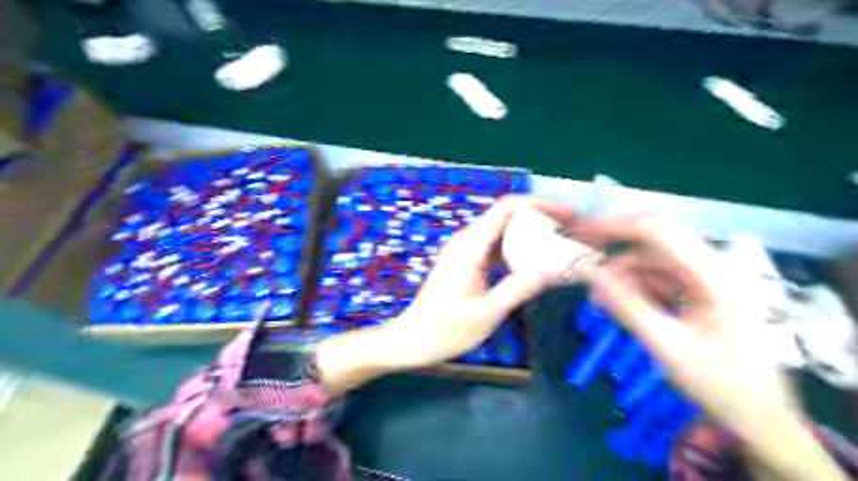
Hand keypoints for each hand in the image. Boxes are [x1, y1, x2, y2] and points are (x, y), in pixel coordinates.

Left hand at [316, 196, 574, 394]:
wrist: (413, 339)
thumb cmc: (445, 331)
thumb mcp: (486, 314)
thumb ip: (516, 289)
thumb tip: (550, 268)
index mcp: (469, 248)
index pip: (505, 209)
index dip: (538, 204)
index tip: (567, 214)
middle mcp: (466, 242)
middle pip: (506, 215)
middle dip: (539, 217)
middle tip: (570, 231)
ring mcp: (465, 251)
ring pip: (502, 230)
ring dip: (530, 232)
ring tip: (559, 243)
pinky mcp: (467, 262)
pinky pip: (496, 246)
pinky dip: (517, 247)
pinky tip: (535, 260)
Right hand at [572, 216, 846, 480]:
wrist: (759, 417)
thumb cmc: (720, 384)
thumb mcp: (666, 345)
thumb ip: (625, 305)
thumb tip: (588, 273)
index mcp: (715, 274)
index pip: (658, 232)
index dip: (615, 227)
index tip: (579, 233)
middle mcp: (713, 267)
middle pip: (653, 245)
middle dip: (616, 257)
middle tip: (583, 271)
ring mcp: (707, 279)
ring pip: (652, 263)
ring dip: (623, 278)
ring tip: (598, 301)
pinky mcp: (699, 291)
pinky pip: (658, 280)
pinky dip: (635, 290)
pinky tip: (617, 305)